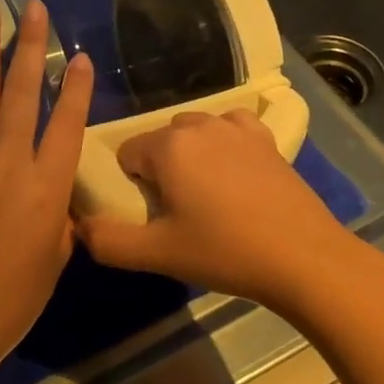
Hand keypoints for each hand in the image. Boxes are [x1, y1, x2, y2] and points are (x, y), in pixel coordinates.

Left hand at [0, 0, 93, 377]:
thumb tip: (55, 198)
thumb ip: (58, 218)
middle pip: (22, 93)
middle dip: (30, 47)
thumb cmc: (12, 297)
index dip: (76, 87)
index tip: (80, 55)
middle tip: (32, 7)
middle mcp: (9, 160)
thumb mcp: (54, 258)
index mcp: (47, 185)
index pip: (68, 123)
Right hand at [76, 110, 355, 316]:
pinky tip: (234, 172)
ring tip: (206, 196)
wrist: (304, 258)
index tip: (152, 216)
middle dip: (160, 169)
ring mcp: (235, 127)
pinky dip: (224, 143)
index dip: (133, 186)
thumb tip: (80, 226)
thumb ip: (107, 241)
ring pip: (193, 132)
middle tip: (178, 212)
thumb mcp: (157, 254)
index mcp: (167, 147)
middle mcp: (198, 125)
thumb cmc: (225, 252)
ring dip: (190, 156)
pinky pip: (230, 128)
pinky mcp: (265, 138)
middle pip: (159, 141)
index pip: (127, 154)